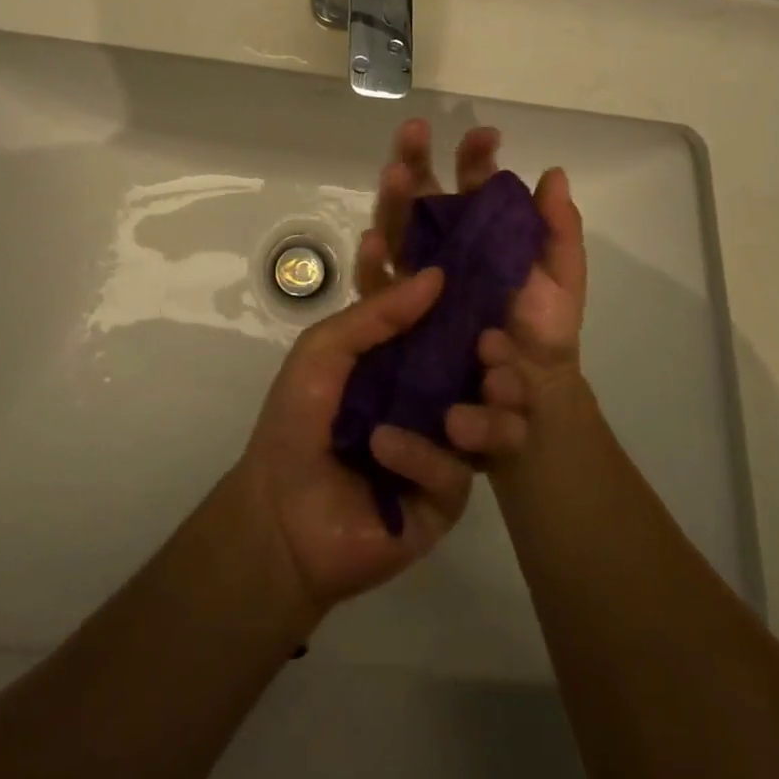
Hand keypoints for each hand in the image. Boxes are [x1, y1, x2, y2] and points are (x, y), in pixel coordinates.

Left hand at [233, 268, 472, 615]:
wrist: (278, 514)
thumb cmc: (295, 420)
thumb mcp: (324, 351)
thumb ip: (377, 313)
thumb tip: (436, 275)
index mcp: (404, 358)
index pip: (441, 317)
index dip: (454, 293)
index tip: (454, 264)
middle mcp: (433, 396)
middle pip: (488, 369)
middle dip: (500, 355)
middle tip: (490, 345)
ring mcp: (443, 447)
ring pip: (498, 423)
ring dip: (492, 411)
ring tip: (458, 413)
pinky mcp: (444, 498)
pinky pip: (456, 473)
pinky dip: (422, 455)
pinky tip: (385, 447)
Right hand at [357, 119, 587, 465]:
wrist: (530, 391)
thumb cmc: (544, 328)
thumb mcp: (562, 276)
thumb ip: (559, 228)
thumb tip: (553, 172)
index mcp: (481, 230)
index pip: (472, 183)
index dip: (474, 157)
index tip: (485, 134)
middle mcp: (443, 243)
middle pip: (422, 193)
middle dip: (416, 158)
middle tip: (415, 130)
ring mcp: (417, 272)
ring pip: (396, 225)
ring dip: (394, 197)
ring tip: (395, 173)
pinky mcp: (398, 308)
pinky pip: (377, 281)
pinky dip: (371, 260)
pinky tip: (373, 240)